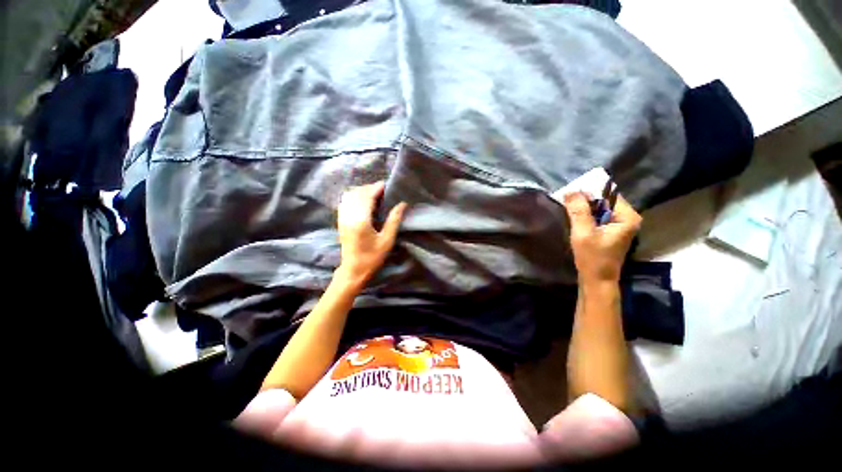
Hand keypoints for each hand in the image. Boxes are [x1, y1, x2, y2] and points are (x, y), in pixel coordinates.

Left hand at [336, 181, 406, 286]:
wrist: (353, 270)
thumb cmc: (372, 257)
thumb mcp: (387, 240)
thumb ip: (394, 220)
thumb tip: (402, 204)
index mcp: (361, 220)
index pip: (367, 196)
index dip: (377, 188)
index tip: (387, 185)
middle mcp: (349, 216)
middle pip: (357, 193)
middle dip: (370, 188)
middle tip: (383, 190)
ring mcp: (342, 218)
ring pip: (349, 196)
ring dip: (361, 191)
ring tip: (374, 195)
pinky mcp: (340, 221)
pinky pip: (345, 202)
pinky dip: (354, 197)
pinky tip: (362, 201)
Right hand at [564, 192, 641, 284]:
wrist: (597, 280)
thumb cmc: (592, 258)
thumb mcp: (583, 233)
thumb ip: (578, 211)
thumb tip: (571, 191)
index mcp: (627, 217)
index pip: (608, 194)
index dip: (589, 191)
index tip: (570, 192)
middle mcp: (628, 218)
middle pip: (605, 200)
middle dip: (585, 199)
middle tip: (566, 199)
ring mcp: (620, 224)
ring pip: (600, 208)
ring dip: (584, 207)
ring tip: (568, 206)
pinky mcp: (611, 230)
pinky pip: (598, 216)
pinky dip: (586, 215)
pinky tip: (574, 217)